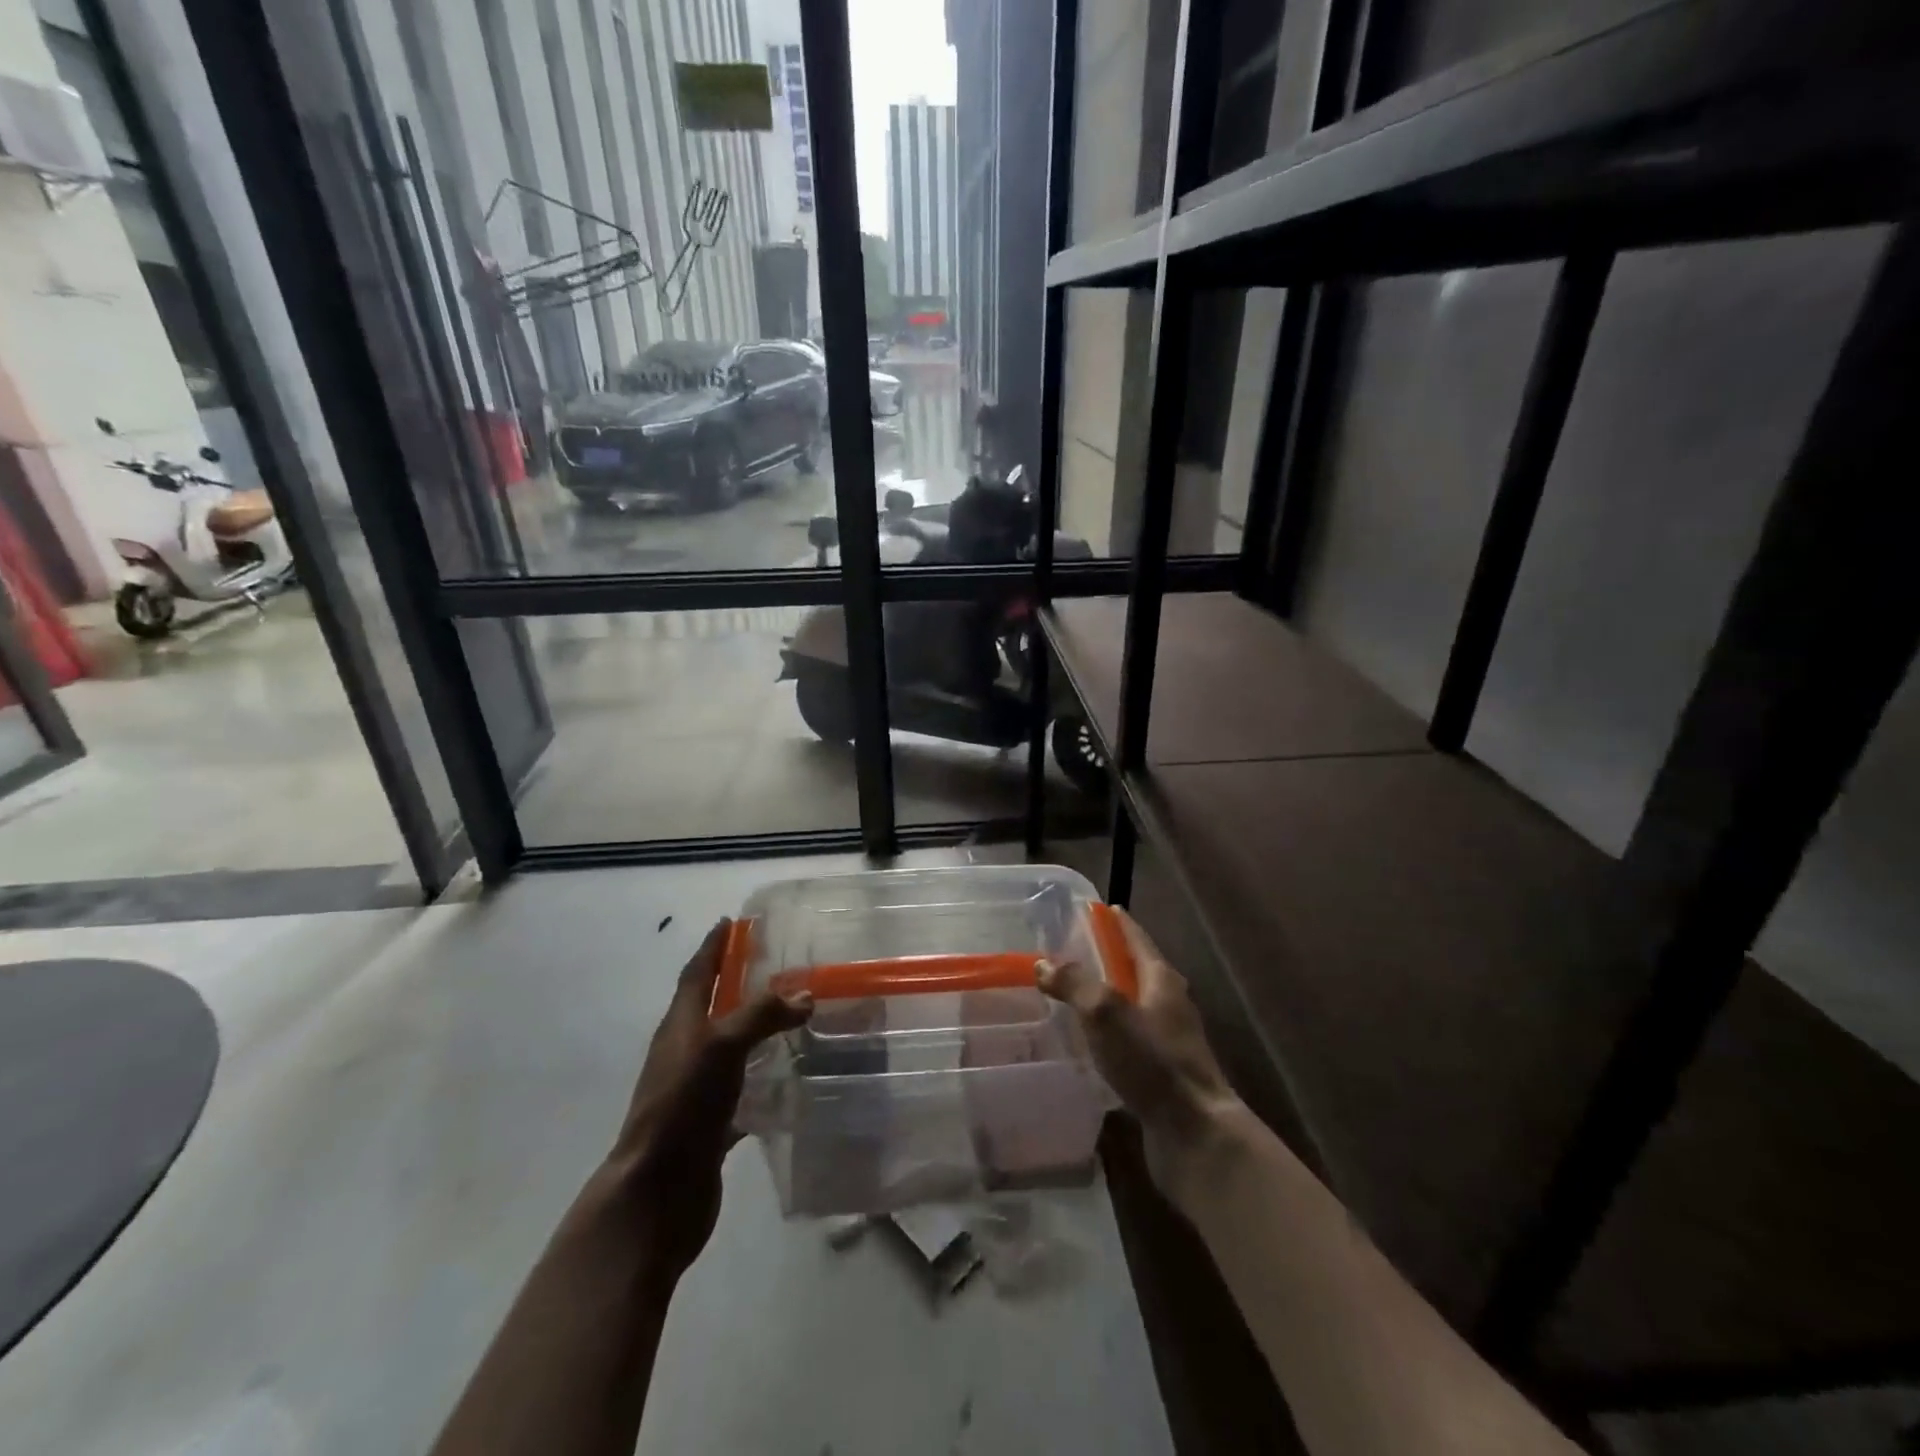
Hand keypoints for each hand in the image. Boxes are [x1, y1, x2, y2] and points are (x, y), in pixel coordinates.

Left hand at [607, 919, 811, 1280]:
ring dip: (757, 1030)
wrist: (656, 1194)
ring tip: (796, 1016)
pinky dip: (766, 1079)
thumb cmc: (682, 1106)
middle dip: (738, 983)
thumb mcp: (720, 1046)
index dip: (712, 947)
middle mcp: (686, 1052)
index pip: (697, 973)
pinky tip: (795, 1078)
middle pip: (713, 1007)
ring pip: (731, 1048)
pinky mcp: (713, 1124)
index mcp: (680, 1026)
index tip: (730, 922)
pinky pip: (745, 1091)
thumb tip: (804, 996)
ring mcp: (698, 1090)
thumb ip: (762, 1015)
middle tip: (777, 964)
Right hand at [1039, 909, 1241, 1178]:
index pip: (1136, 939)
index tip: (1098, 908)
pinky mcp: (1162, 1072)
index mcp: (1162, 980)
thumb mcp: (1106, 1012)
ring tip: (1073, 996)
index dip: (1117, 923)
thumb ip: (1074, 984)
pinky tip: (1089, 1044)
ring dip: (1107, 998)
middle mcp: (1170, 1004)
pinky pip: (1130, 1040)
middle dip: (1108, 959)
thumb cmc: (1152, 1061)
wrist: (1194, 1132)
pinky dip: (1110, 1033)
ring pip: (1133, 1007)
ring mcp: (1169, 1040)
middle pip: (1136, 970)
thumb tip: (1044, 963)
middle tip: (1073, 952)